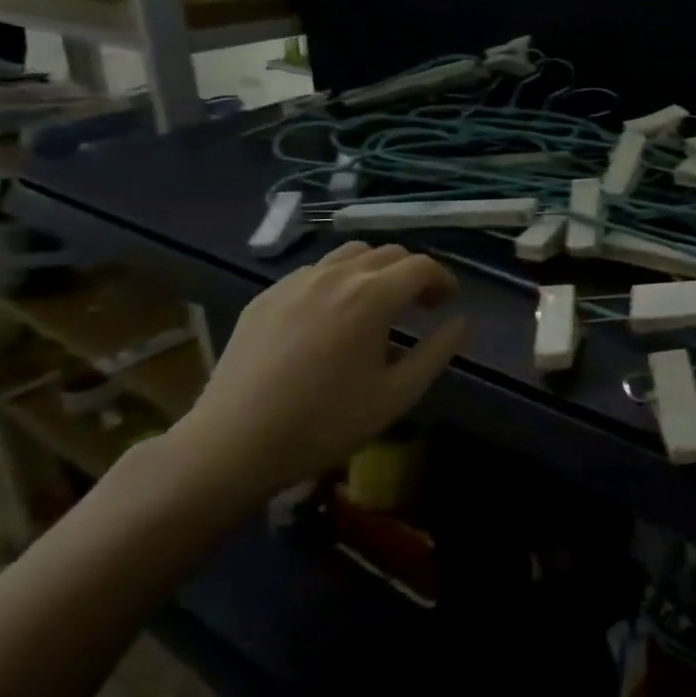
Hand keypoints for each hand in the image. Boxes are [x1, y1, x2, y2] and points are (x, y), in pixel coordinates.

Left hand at [167, 242, 464, 508]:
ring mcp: (296, 281)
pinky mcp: (267, 296)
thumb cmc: (325, 423)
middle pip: (388, 253)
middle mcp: (336, 275)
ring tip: (376, 304)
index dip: (442, 279)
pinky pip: (314, 271)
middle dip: (412, 273)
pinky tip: (331, 316)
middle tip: (419, 306)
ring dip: (375, 270)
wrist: (234, 443)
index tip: (447, 303)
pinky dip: (337, 281)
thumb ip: (436, 353)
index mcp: (372, 296)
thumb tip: (461, 323)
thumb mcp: (396, 396)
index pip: (421, 266)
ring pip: (349, 255)